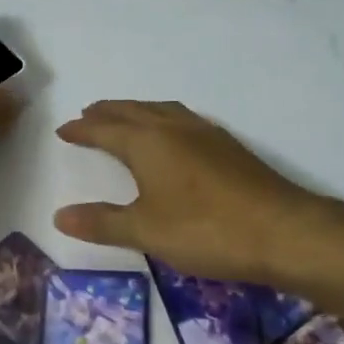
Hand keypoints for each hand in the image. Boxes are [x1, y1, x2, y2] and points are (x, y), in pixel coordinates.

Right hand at [54, 100, 325, 284]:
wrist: (283, 232)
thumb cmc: (205, 230)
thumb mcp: (145, 231)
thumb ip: (102, 222)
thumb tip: (59, 215)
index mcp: (148, 142)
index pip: (105, 129)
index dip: (82, 130)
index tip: (64, 130)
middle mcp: (174, 127)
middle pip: (132, 111)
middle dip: (107, 113)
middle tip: (88, 114)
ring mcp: (206, 134)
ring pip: (161, 110)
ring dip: (136, 111)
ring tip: (124, 118)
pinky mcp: (229, 147)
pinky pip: (183, 119)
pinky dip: (163, 118)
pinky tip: (173, 135)